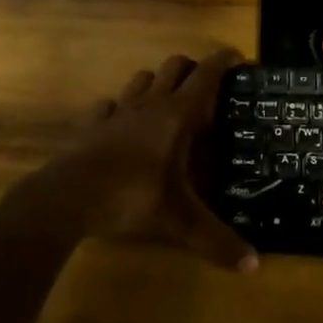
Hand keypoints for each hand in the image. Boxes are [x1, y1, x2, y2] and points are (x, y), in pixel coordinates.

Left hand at [55, 48, 257, 272]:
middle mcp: (150, 104)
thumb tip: (254, 265)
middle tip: (207, 89)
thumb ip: (217, 241)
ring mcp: (118, 112)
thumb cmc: (132, 197)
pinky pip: (109, 105)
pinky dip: (120, 108)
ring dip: (158, 83)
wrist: (68, 198)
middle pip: (174, 66)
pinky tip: (123, 125)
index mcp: (176, 115)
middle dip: (193, 69)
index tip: (238, 57)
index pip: (206, 74)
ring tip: (169, 104)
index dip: (224, 61)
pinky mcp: (93, 125)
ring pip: (142, 79)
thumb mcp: (180, 222)